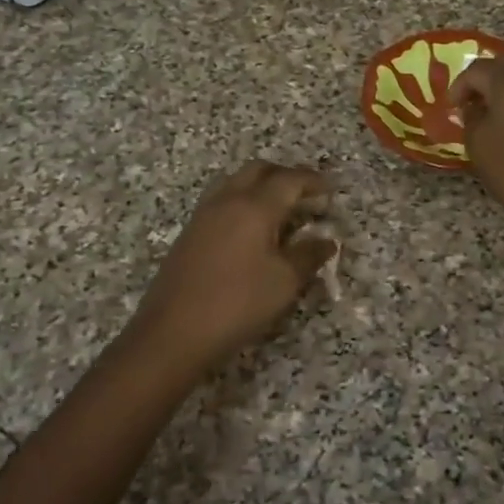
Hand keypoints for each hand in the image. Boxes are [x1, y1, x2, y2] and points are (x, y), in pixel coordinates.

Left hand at [134, 161, 336, 368]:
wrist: (172, 332)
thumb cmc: (237, 303)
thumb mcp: (284, 282)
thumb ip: (309, 256)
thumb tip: (327, 241)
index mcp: (255, 206)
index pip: (290, 180)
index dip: (313, 181)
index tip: (331, 190)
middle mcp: (228, 199)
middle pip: (259, 170)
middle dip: (286, 176)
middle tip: (306, 194)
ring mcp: (204, 214)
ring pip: (236, 182)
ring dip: (261, 186)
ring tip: (279, 209)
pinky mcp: (190, 232)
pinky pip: (222, 200)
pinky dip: (243, 202)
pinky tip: (251, 230)